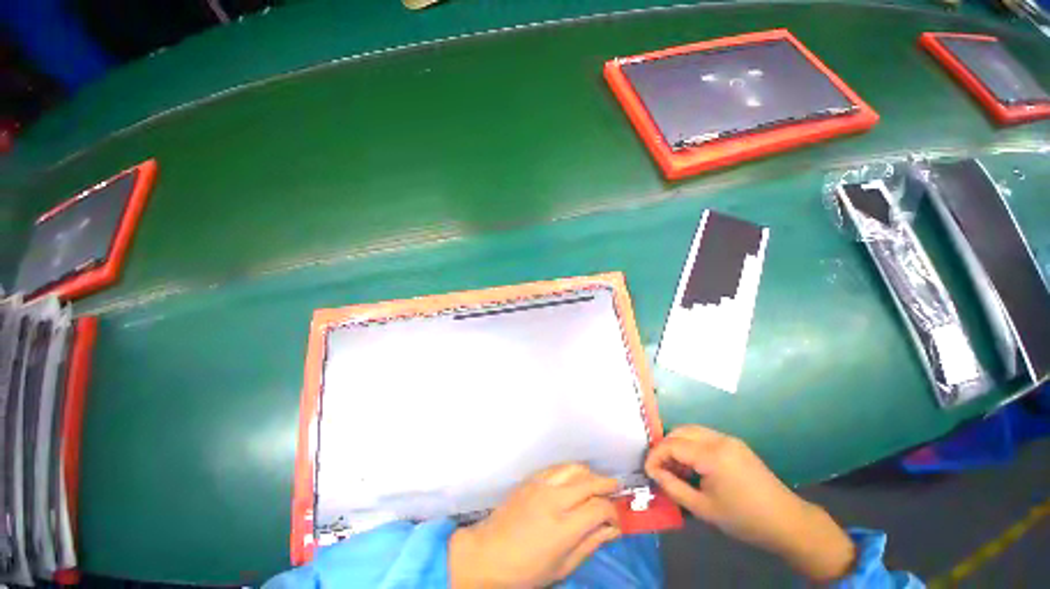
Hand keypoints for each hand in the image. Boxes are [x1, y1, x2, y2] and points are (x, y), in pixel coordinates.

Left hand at [448, 463, 620, 587]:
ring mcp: (541, 485)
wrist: (487, 554)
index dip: (613, 511)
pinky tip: (573, 479)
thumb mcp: (562, 567)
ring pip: (573, 468)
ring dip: (589, 473)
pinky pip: (557, 467)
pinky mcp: (531, 479)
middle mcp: (554, 499)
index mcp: (563, 527)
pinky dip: (570, 470)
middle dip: (607, 483)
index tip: (616, 518)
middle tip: (616, 488)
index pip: (599, 508)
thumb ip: (590, 544)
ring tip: (597, 482)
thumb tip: (612, 529)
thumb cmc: (526, 570)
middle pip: (589, 481)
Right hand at [645, 426, 854, 582]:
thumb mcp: (703, 508)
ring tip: (675, 468)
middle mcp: (719, 439)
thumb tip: (653, 472)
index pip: (672, 444)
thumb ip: (673, 487)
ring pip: (691, 431)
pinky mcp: (735, 444)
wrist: (787, 522)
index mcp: (712, 454)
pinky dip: (691, 446)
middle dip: (664, 446)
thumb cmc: (744, 519)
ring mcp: (729, 439)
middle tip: (660, 468)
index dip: (655, 455)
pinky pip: (704, 437)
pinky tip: (693, 466)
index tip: (647, 470)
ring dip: (677, 444)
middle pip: (680, 431)